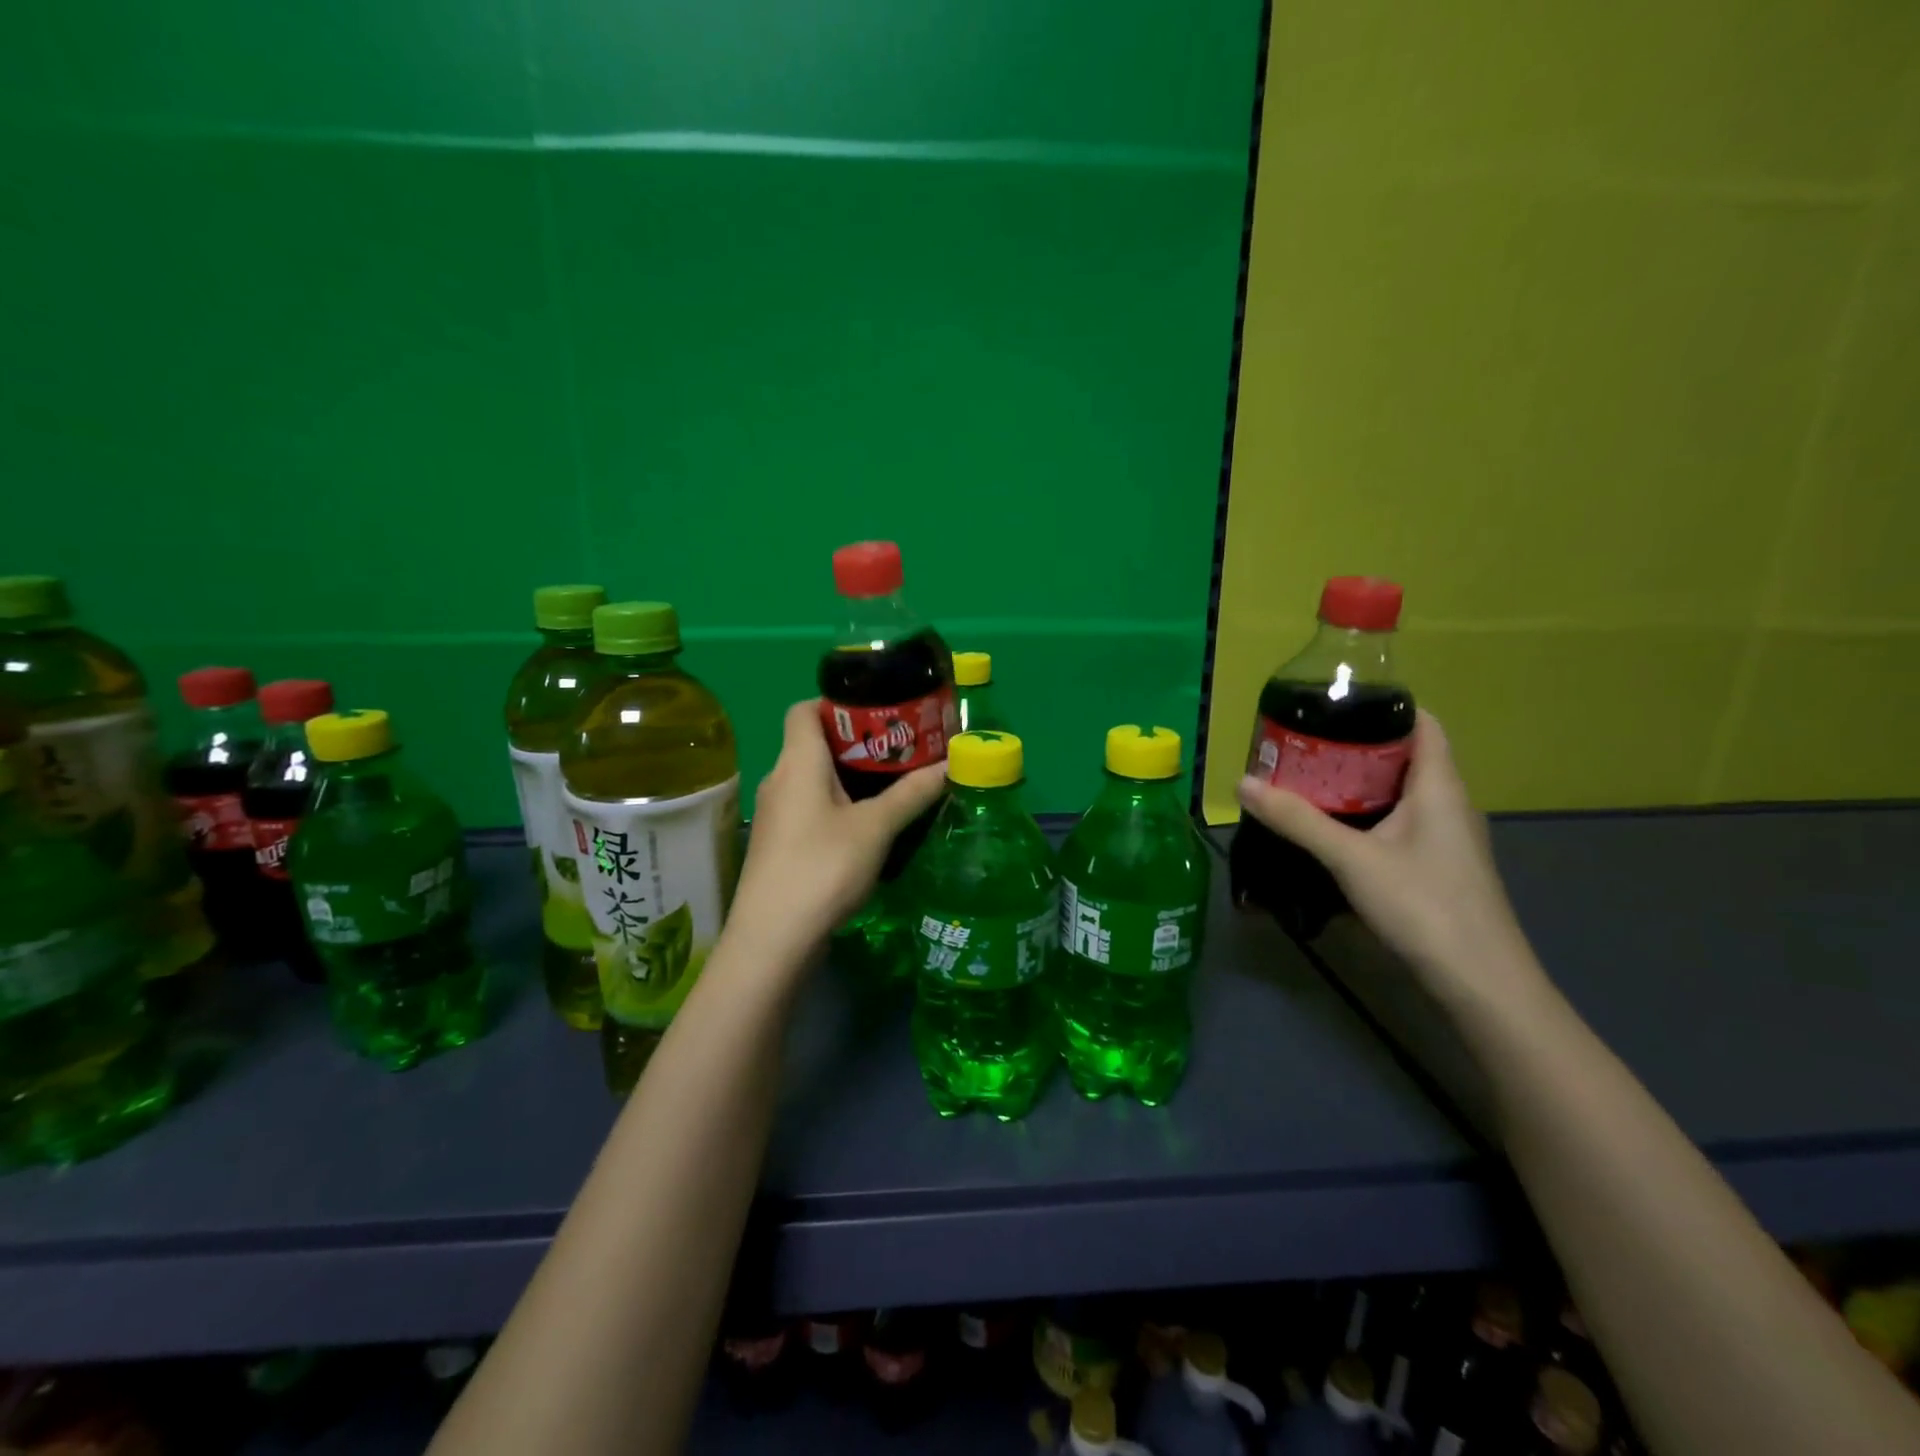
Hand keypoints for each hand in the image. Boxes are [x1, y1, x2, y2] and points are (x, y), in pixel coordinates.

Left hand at [728, 700, 945, 955]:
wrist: (773, 939)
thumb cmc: (823, 868)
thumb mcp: (876, 828)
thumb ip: (913, 793)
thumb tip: (951, 763)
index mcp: (797, 761)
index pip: (804, 708)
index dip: (837, 701)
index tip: (878, 711)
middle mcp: (780, 779)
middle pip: (813, 742)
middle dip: (857, 741)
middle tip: (900, 748)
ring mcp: (777, 814)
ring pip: (814, 778)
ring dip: (850, 776)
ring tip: (893, 783)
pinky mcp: (780, 844)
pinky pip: (811, 807)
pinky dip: (839, 804)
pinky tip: (869, 824)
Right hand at [1236, 709, 1544, 999]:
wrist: (1480, 983)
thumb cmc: (1424, 906)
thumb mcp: (1351, 859)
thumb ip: (1298, 820)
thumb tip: (1243, 782)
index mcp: (1440, 786)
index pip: (1422, 723)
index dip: (1384, 706)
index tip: (1333, 704)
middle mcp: (1448, 803)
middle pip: (1405, 756)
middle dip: (1355, 745)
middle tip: (1303, 743)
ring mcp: (1445, 838)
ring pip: (1400, 793)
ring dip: (1358, 783)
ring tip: (1308, 779)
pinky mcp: (1437, 866)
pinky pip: (1400, 822)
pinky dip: (1366, 814)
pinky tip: (1333, 829)